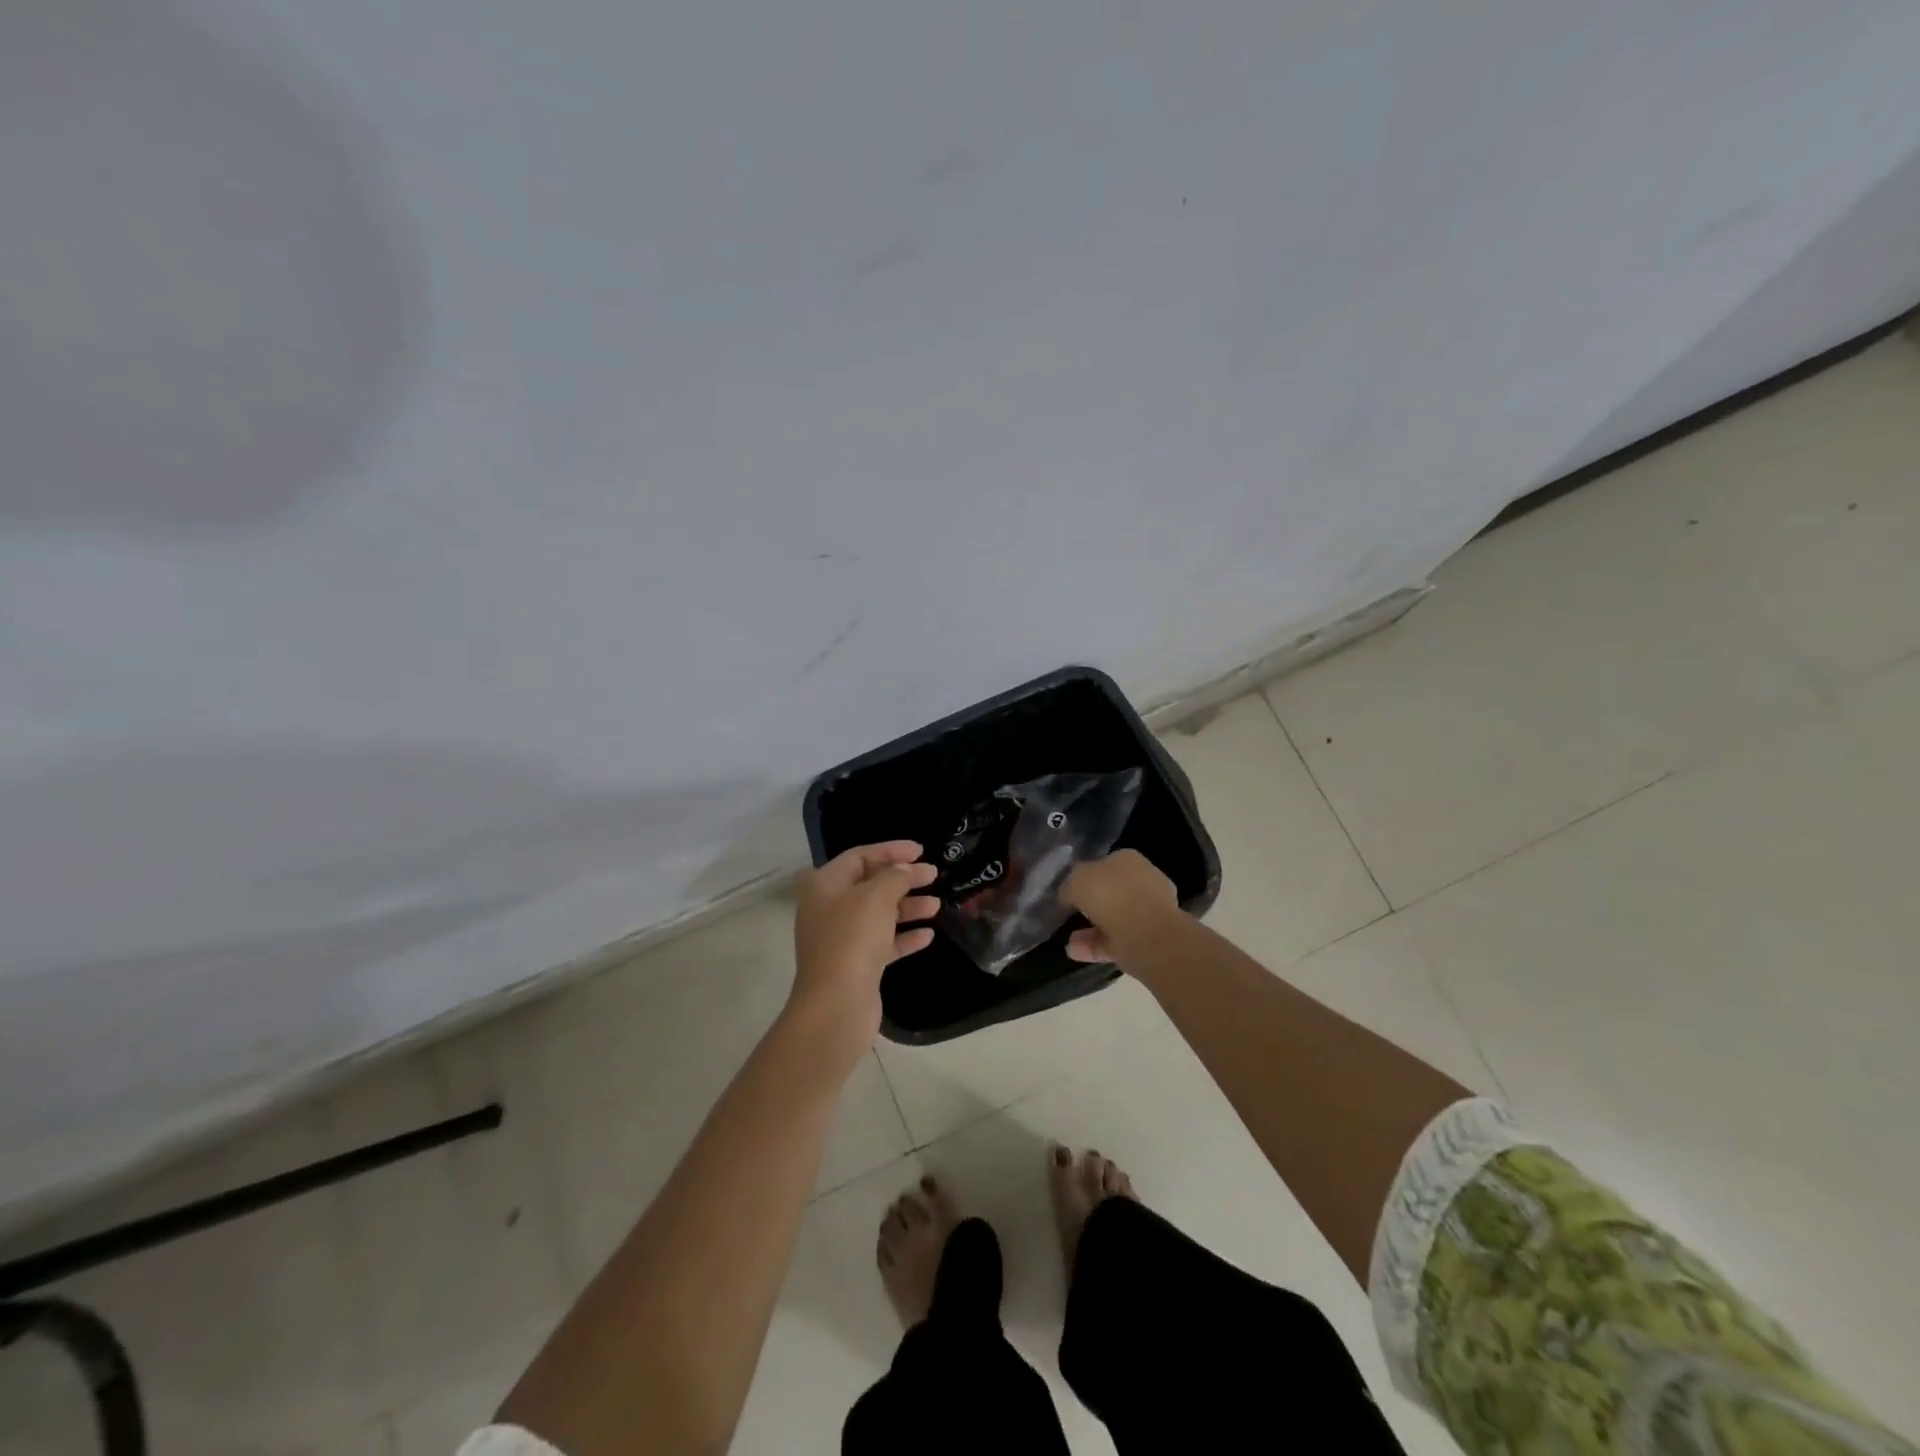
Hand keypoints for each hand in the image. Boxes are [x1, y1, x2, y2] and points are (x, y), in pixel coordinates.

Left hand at [789, 841, 939, 1055]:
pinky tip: (927, 936)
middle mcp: (830, 908)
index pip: (859, 856)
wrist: (836, 1006)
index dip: (890, 850)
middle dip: (903, 878)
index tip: (921, 850)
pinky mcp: (856, 965)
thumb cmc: (852, 939)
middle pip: (871, 884)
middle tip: (933, 874)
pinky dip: (904, 937)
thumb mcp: (876, 897)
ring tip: (936, 906)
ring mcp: (842, 939)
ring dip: (908, 907)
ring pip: (879, 914)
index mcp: (825, 885)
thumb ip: (895, 876)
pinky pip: (884, 943)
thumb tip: (907, 869)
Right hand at [1061, 850, 1178, 964]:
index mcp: (1127, 859)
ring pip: (1113, 919)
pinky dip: (1095, 945)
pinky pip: (1116, 940)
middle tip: (1068, 915)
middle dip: (1090, 904)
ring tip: (1068, 940)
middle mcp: (1142, 881)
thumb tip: (1068, 894)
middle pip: (1110, 892)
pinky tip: (1074, 952)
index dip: (1083, 877)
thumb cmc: (1111, 895)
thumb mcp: (1076, 880)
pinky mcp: (1148, 939)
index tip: (1067, 893)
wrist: (1147, 935)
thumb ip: (1069, 885)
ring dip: (1089, 929)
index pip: (1102, 865)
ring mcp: (1148, 911)